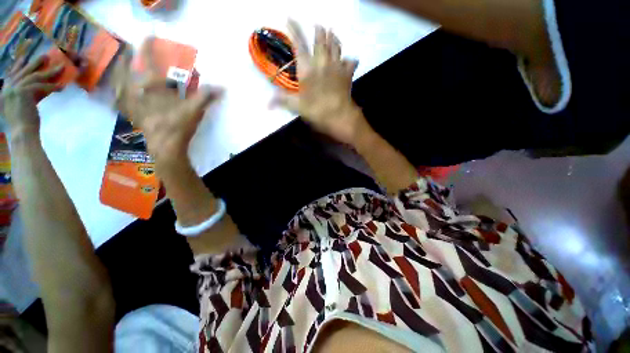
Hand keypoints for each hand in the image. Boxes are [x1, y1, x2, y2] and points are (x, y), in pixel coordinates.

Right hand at [1, 56, 63, 135]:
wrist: (21, 134)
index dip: (19, 65)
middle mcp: (8, 88)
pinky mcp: (23, 92)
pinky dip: (52, 86)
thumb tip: (42, 88)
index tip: (24, 57)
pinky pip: (41, 86)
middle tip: (46, 55)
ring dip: (49, 71)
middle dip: (35, 62)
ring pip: (34, 76)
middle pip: (24, 71)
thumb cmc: (23, 124)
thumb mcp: (23, 106)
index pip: (12, 75)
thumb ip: (28, 96)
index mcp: (5, 91)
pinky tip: (62, 86)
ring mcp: (14, 89)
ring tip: (61, 67)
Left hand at [112, 37, 221, 166]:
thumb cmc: (179, 124)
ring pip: (119, 82)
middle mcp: (137, 90)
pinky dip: (116, 93)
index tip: (148, 34)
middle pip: (128, 68)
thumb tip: (223, 87)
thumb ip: (206, 96)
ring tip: (120, 65)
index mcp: (153, 86)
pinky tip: (115, 92)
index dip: (148, 46)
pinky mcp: (131, 114)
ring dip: (119, 71)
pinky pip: (118, 100)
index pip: (149, 60)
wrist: (165, 145)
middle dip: (129, 57)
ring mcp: (131, 102)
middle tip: (130, 49)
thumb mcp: (195, 109)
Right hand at [273, 20, 366, 144]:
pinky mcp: (347, 74)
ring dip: (334, 38)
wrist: (339, 115)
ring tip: (332, 32)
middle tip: (318, 25)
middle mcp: (322, 62)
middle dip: (319, 31)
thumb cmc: (317, 110)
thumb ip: (282, 101)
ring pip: (336, 46)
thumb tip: (266, 104)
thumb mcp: (297, 106)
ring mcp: (337, 66)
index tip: (289, 17)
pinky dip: (350, 60)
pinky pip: (351, 62)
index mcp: (307, 68)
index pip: (299, 44)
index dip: (294, 29)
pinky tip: (350, 60)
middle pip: (321, 40)